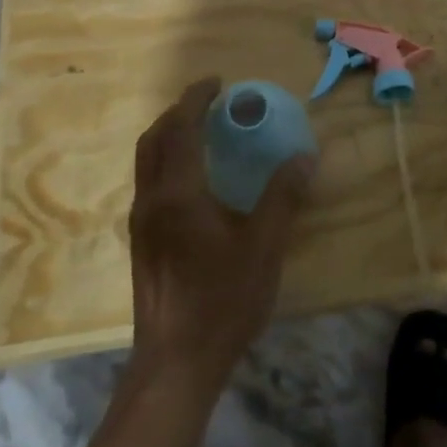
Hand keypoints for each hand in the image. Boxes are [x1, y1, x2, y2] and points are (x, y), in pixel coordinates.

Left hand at [128, 78, 314, 389]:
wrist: (176, 363)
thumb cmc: (222, 301)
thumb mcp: (264, 246)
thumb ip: (282, 197)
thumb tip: (304, 156)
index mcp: (177, 194)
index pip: (181, 130)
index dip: (197, 100)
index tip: (218, 83)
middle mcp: (151, 201)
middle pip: (154, 140)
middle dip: (178, 113)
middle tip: (210, 103)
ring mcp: (141, 224)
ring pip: (147, 163)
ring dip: (170, 136)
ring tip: (203, 132)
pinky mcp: (142, 243)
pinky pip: (150, 183)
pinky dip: (168, 162)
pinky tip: (195, 180)